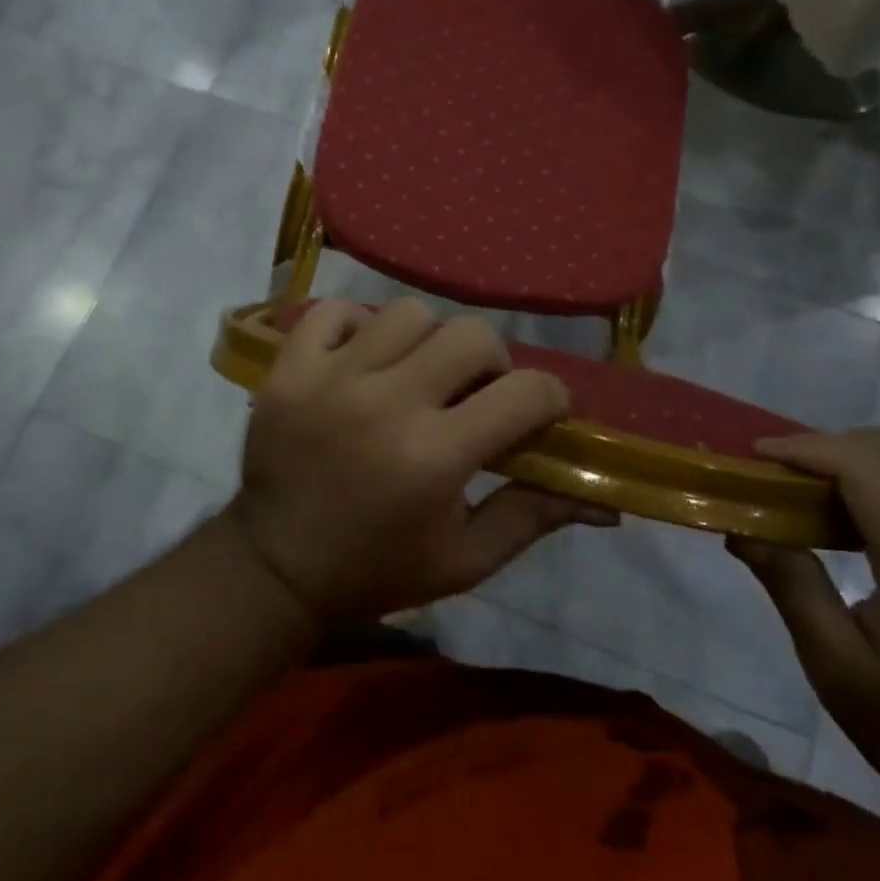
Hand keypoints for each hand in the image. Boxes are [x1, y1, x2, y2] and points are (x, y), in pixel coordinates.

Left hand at [230, 298, 617, 624]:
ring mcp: (329, 378)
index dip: (549, 399)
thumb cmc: (378, 570)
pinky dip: (356, 326)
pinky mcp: (287, 368)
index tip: (537, 413)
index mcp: (434, 458)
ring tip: (414, 375)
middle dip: (490, 363)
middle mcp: (385, 404)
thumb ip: (533, 516)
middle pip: (470, 335)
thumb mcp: (465, 560)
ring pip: (407, 313)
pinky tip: (361, 360)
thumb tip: (605, 498)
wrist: (274, 569)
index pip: (526, 392)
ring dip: (426, 342)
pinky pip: (334, 311)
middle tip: (473, 394)